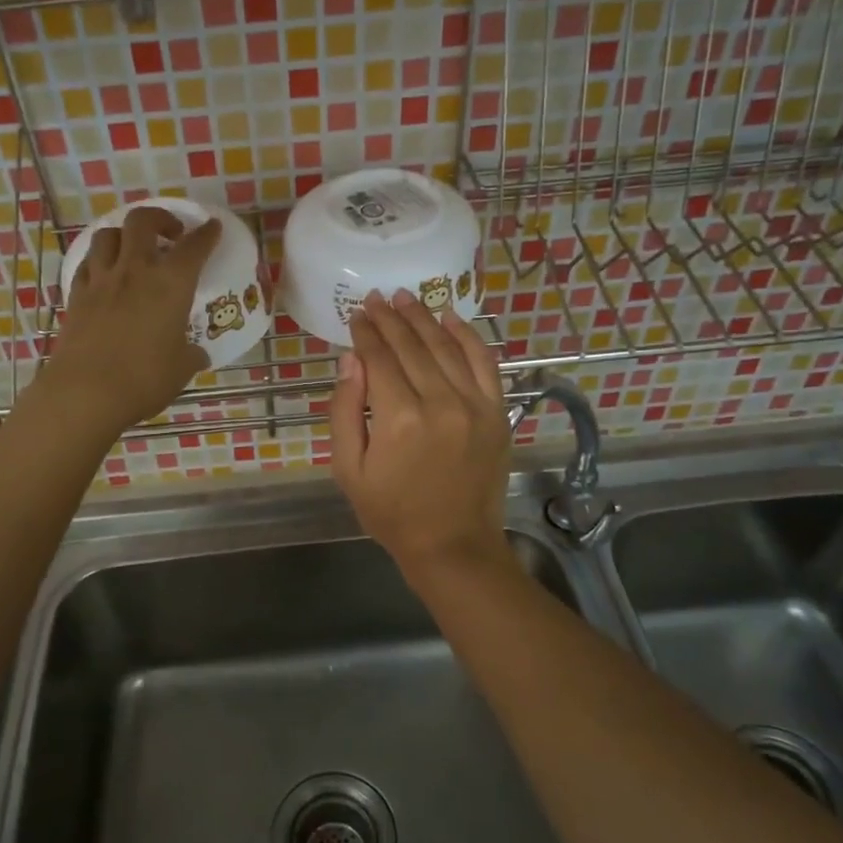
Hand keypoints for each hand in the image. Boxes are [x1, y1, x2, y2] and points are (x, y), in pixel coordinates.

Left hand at [37, 206, 220, 433]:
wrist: (86, 392)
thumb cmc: (144, 379)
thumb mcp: (181, 368)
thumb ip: (192, 354)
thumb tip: (197, 354)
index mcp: (171, 283)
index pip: (194, 247)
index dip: (207, 234)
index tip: (212, 227)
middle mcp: (135, 271)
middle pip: (142, 221)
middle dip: (160, 218)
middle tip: (170, 233)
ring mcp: (101, 280)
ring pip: (108, 235)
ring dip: (125, 235)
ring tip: (134, 249)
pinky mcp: (76, 295)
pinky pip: (87, 263)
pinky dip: (100, 260)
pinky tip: (106, 273)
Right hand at [329, 290, 513, 579]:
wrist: (453, 545)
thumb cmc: (391, 512)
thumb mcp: (349, 469)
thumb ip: (345, 410)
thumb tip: (351, 359)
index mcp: (398, 418)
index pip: (379, 358)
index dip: (366, 332)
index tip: (356, 313)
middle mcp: (439, 402)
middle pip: (411, 346)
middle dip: (390, 318)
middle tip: (376, 297)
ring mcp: (475, 405)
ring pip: (445, 347)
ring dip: (423, 318)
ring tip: (405, 298)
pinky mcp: (497, 412)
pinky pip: (484, 362)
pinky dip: (468, 336)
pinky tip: (450, 318)